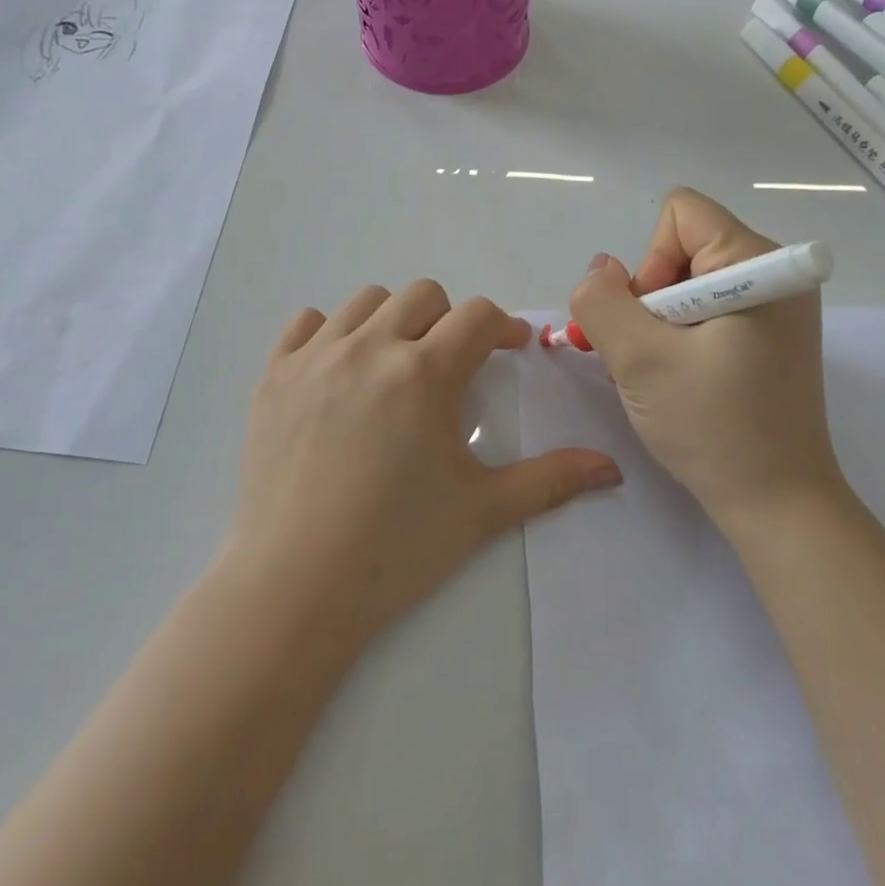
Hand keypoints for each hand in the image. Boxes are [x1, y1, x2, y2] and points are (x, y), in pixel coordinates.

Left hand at [229, 281, 622, 644]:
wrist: (294, 590)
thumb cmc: (396, 548)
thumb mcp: (482, 511)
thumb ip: (550, 480)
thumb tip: (610, 468)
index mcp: (423, 373)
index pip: (477, 316)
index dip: (502, 327)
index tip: (510, 350)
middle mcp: (369, 347)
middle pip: (423, 295)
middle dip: (449, 320)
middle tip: (453, 365)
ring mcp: (315, 358)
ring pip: (365, 300)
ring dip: (393, 319)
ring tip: (396, 364)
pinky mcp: (274, 376)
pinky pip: (305, 323)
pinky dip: (329, 333)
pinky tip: (339, 371)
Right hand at [568, 188, 842, 529]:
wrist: (779, 506)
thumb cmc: (714, 427)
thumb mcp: (640, 359)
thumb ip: (603, 301)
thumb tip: (599, 271)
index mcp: (759, 264)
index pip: (681, 214)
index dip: (650, 260)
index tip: (654, 320)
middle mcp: (775, 274)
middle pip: (682, 248)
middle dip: (650, 298)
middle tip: (650, 354)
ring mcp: (775, 308)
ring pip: (686, 283)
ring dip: (657, 324)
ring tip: (661, 373)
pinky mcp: (768, 336)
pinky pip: (705, 310)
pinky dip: (678, 338)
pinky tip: (678, 379)